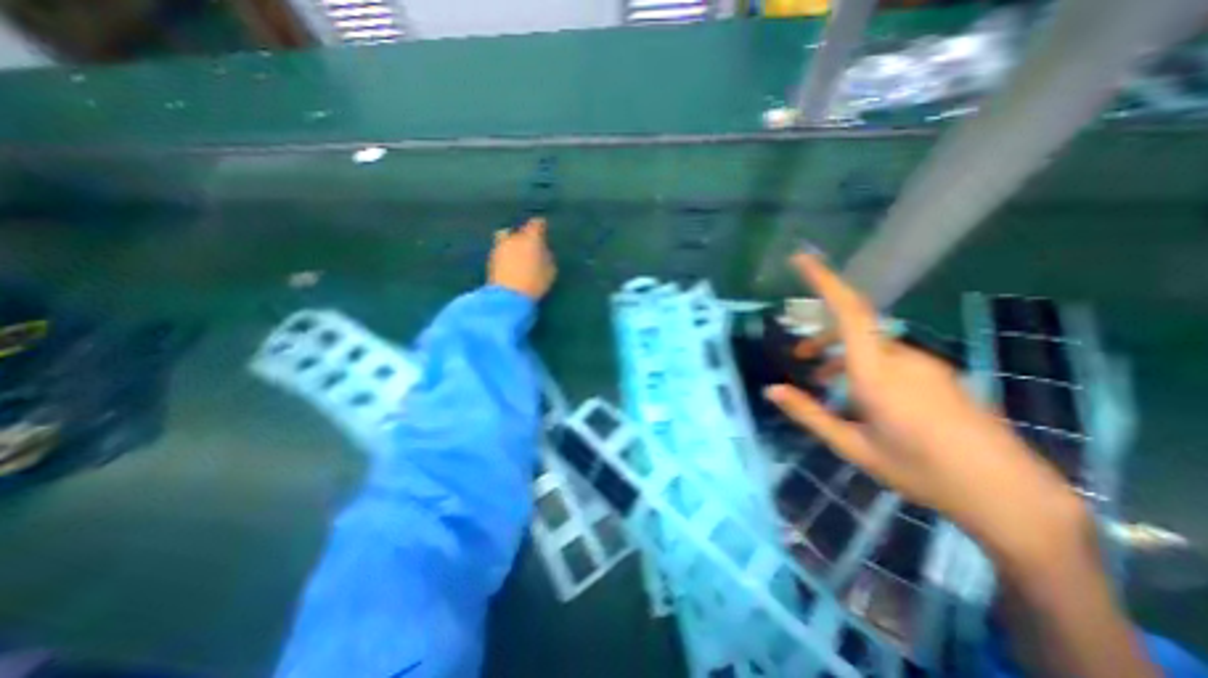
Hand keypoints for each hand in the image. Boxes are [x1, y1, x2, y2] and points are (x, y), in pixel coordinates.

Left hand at [489, 217, 556, 298]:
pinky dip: (505, 256)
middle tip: (529, 246)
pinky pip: (500, 252)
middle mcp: (513, 238)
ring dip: (512, 245)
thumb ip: (546, 257)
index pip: (536, 224)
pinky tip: (510, 266)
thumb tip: (542, 251)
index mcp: (531, 238)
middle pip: (518, 231)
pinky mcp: (490, 260)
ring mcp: (499, 248)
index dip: (540, 226)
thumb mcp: (550, 270)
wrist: (508, 296)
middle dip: (523, 236)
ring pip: (505, 239)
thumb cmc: (535, 282)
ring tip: (518, 257)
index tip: (543, 229)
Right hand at [768, 253, 1089, 559]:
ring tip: (825, 383)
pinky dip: (865, 365)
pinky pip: (892, 358)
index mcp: (877, 373)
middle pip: (854, 327)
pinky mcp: (939, 375)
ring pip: (872, 344)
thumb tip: (771, 390)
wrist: (1010, 497)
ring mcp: (926, 364)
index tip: (801, 259)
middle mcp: (902, 358)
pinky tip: (861, 395)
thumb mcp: (853, 446)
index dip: (824, 281)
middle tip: (800, 357)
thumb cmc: (921, 472)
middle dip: (822, 337)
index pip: (848, 311)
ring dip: (842, 355)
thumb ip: (809, 414)